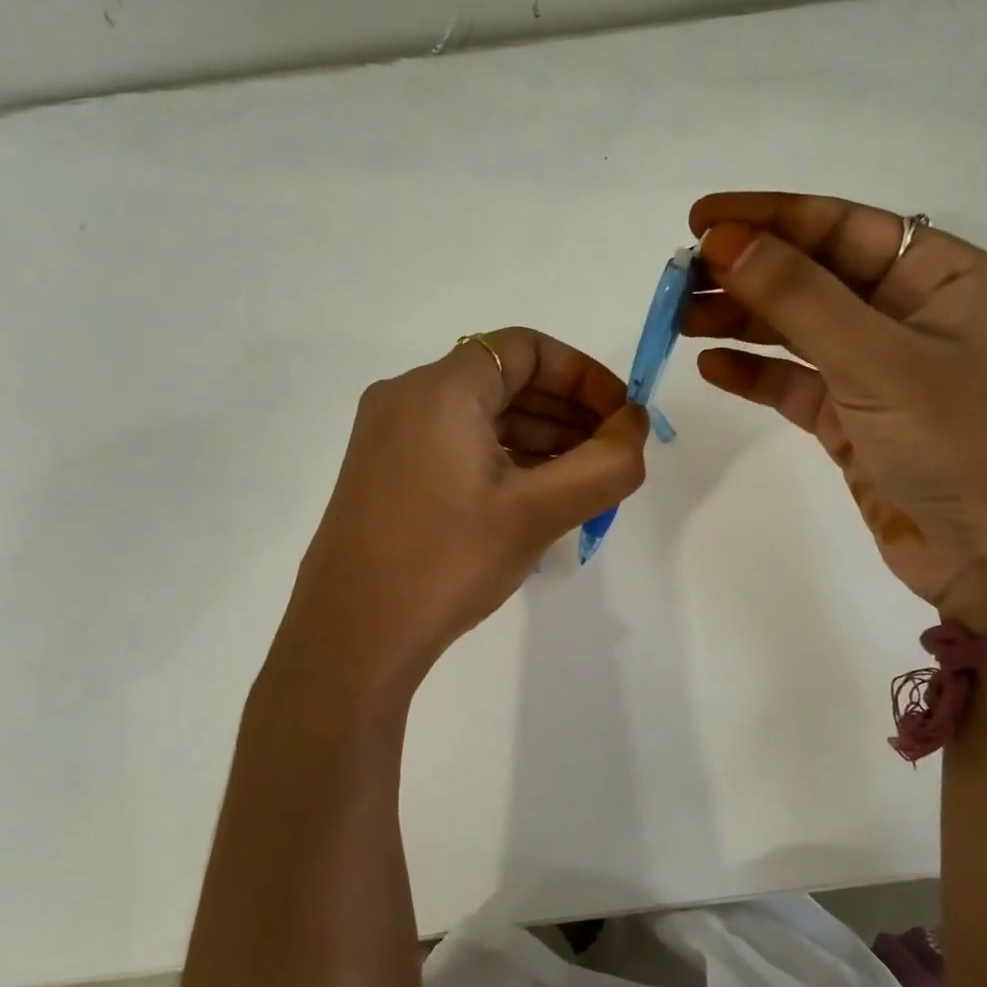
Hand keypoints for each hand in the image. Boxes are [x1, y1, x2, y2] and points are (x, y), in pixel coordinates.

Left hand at [279, 328, 649, 692]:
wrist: (351, 637)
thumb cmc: (446, 561)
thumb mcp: (537, 513)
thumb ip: (604, 464)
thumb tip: (635, 424)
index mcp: (438, 388)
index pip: (525, 349)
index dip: (584, 375)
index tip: (621, 417)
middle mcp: (406, 398)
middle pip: (503, 380)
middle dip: (567, 411)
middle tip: (611, 454)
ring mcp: (388, 437)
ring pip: (480, 416)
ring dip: (538, 438)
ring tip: (583, 480)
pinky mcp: (384, 474)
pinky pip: (455, 445)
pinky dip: (502, 459)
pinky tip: (535, 497)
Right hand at [684, 192, 986, 630]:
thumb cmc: (959, 443)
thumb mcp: (877, 360)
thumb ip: (798, 297)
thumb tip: (724, 241)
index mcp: (941, 276)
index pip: (841, 227)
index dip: (768, 218)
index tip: (699, 221)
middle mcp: (910, 314)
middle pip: (813, 276)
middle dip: (746, 274)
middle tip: (678, 279)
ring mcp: (881, 370)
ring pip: (798, 329)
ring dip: (741, 321)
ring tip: (679, 320)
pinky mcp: (855, 419)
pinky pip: (796, 383)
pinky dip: (755, 373)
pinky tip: (712, 367)